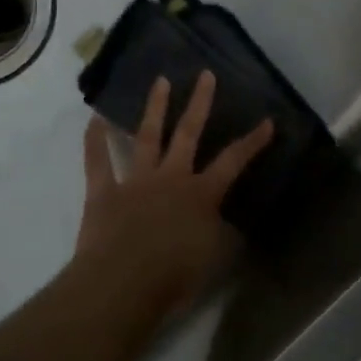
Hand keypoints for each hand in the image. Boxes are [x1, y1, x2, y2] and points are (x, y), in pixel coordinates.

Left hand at [77, 71, 273, 313]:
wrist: (122, 285)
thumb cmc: (174, 276)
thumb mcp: (213, 259)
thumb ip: (223, 236)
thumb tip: (230, 224)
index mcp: (201, 194)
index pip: (233, 161)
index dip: (252, 142)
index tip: (267, 121)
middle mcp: (171, 178)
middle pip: (188, 133)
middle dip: (200, 103)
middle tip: (205, 75)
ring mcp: (135, 182)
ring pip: (147, 137)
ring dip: (155, 108)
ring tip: (160, 81)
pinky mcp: (103, 193)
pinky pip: (97, 163)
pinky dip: (94, 140)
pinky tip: (94, 119)